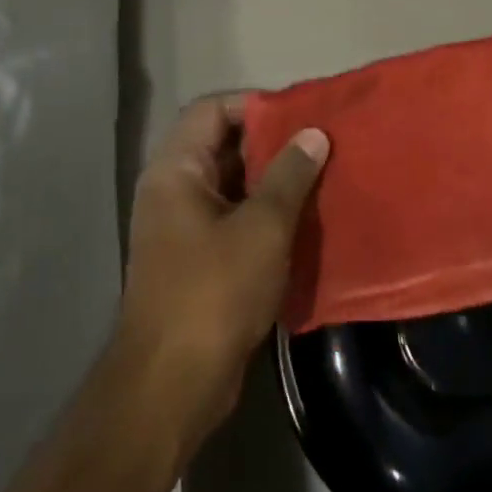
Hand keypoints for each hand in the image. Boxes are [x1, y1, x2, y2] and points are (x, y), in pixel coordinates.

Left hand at [116, 95, 328, 457]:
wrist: (172, 386)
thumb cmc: (214, 292)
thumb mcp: (262, 227)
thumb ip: (290, 174)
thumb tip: (314, 133)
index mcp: (176, 169)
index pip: (212, 110)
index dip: (255, 105)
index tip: (299, 114)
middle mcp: (172, 189)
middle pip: (222, 144)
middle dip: (270, 142)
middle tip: (318, 143)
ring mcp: (182, 226)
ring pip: (231, 183)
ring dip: (271, 179)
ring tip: (319, 175)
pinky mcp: (196, 259)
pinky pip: (232, 217)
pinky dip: (264, 212)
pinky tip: (303, 218)